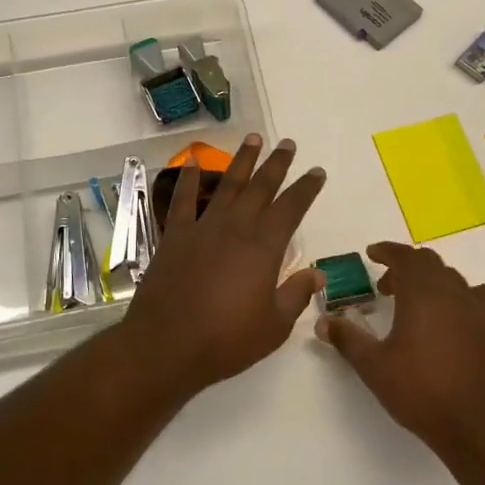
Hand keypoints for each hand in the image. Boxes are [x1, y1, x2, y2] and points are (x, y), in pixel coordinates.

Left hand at [123, 134, 326, 391]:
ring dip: (242, 161)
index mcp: (263, 248)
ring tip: (253, 138)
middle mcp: (235, 228)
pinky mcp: (174, 236)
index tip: (317, 171)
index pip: (291, 208)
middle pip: (260, 187)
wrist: (166, 345)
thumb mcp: (274, 326)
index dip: (306, 188)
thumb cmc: (226, 340)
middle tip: (287, 143)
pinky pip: (182, 200)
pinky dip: (187, 180)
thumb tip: (319, 273)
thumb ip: (296, 294)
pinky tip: (191, 163)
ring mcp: (202, 228)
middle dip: (277, 164)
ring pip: (227, 185)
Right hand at [316, 243, 484, 452]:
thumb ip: (347, 339)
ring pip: (453, 278)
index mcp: (422, 293)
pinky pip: (481, 295)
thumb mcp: (374, 367)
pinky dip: (465, 295)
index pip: (404, 257)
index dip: (387, 251)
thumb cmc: (422, 392)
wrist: (480, 426)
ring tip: (418, 303)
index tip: (372, 253)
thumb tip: (323, 321)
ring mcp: (480, 307)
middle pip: (429, 263)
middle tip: (387, 286)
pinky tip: (458, 315)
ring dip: (432, 281)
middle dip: (405, 267)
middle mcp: (452, 291)